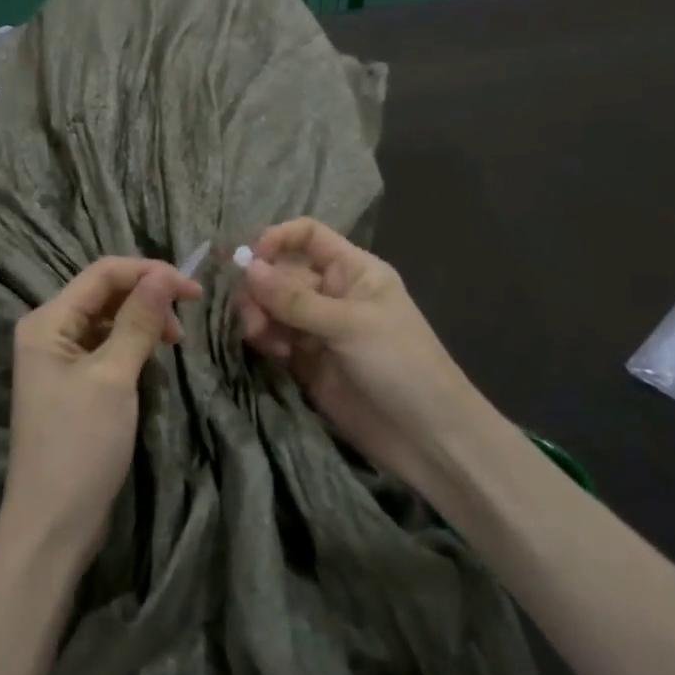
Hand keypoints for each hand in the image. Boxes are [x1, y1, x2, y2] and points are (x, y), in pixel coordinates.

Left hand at [2, 257, 200, 571]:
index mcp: (47, 321)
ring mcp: (59, 359)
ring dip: (142, 321)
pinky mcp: (74, 383)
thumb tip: (163, 275)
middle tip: (186, 323)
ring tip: (174, 343)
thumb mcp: (112, 378)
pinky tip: (153, 359)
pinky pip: (106, 347)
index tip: (194, 291)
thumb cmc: (80, 445)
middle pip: (104, 293)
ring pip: (108, 319)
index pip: (102, 273)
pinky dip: (132, 345)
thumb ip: (137, 322)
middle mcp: (49, 331)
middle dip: (146, 296)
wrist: (53, 522)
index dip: (149, 272)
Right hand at [235, 218, 494, 486]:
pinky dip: (266, 340)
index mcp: (353, 271)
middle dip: (261, 289)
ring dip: (260, 317)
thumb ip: (295, 299)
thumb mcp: (350, 325)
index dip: (277, 240)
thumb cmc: (401, 365)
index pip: (308, 237)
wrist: (426, 437)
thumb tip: (247, 268)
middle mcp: (332, 293)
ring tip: (263, 340)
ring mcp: (318, 328)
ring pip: (272, 307)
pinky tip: (273, 354)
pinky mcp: (306, 361)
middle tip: (253, 318)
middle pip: (281, 273)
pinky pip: (274, 338)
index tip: (250, 260)